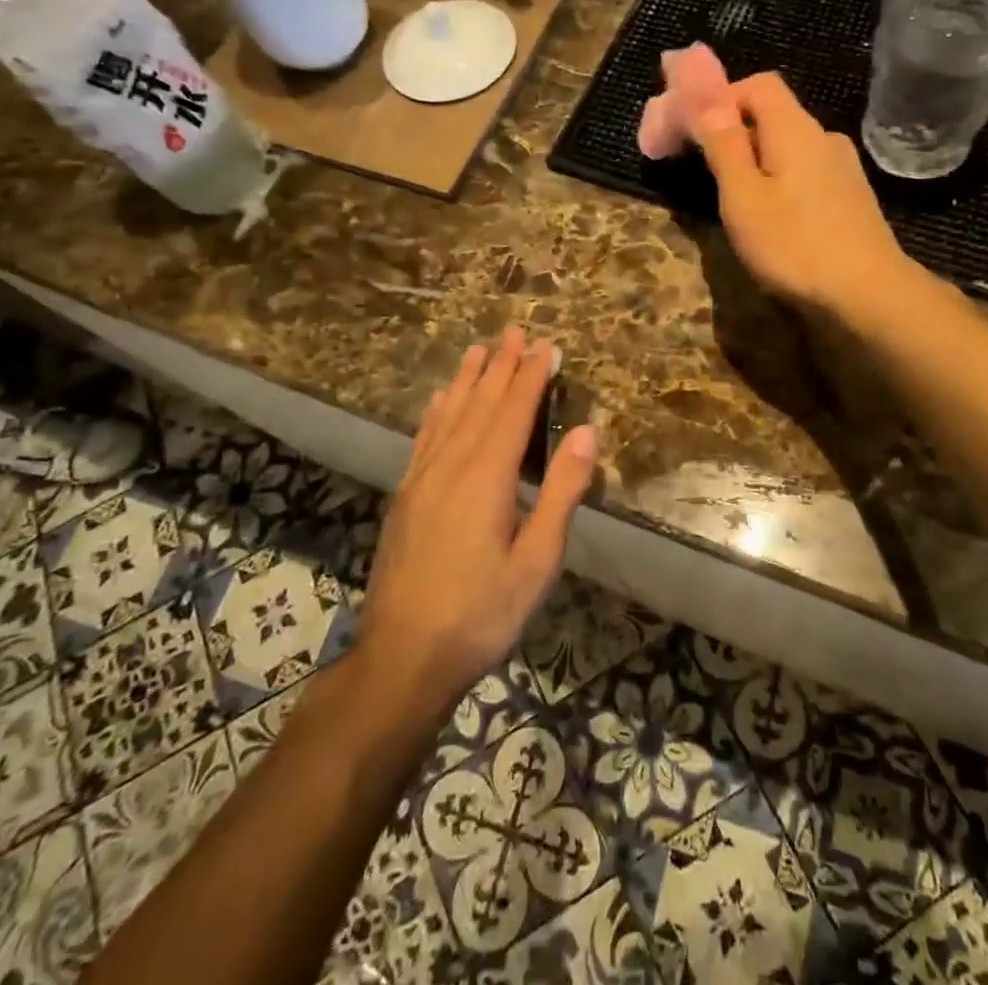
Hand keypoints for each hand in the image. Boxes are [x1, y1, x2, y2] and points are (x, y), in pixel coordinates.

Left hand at [358, 329, 596, 709]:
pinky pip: (424, 437)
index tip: (546, 345)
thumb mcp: (538, 562)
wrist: (403, 656)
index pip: (514, 411)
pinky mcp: (405, 496)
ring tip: (479, 348)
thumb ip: (562, 493)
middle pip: (480, 402)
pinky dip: (436, 411)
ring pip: (449, 414)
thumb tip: (585, 432)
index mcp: (487, 477)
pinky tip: (439, 400)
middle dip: (501, 365)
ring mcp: (422, 479)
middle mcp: (451, 465)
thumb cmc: (482, 612)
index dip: (531, 376)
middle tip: (515, 331)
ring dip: (467, 378)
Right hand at [692, 72, 911, 318]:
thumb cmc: (794, 245)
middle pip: (774, 115)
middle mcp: (824, 137)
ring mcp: (843, 168)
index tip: (695, 130)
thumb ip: (723, 145)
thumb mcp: (743, 196)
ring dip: (758, 162)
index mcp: (795, 128)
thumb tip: (707, 100)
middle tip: (706, 169)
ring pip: (790, 148)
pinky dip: (781, 182)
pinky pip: (806, 173)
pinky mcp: (852, 198)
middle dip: (735, 133)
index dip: (722, 97)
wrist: (868, 295)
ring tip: (736, 201)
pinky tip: (774, 220)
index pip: (758, 84)